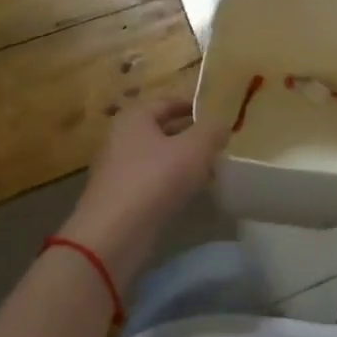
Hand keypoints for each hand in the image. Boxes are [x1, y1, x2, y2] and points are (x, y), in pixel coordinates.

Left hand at [64, 97, 227, 283]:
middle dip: (191, 135)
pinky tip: (191, 193)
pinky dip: (172, 182)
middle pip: (162, 130)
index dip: (193, 106)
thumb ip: (212, 130)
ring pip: (158, 157)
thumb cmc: (155, 179)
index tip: (217, 115)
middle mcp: (122, 138)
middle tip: (218, 144)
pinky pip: (152, 181)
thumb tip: (222, 124)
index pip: (168, 102)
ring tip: (211, 169)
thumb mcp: (195, 148)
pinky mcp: (121, 198)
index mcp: (135, 118)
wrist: (114, 234)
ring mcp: (118, 170)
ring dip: (183, 161)